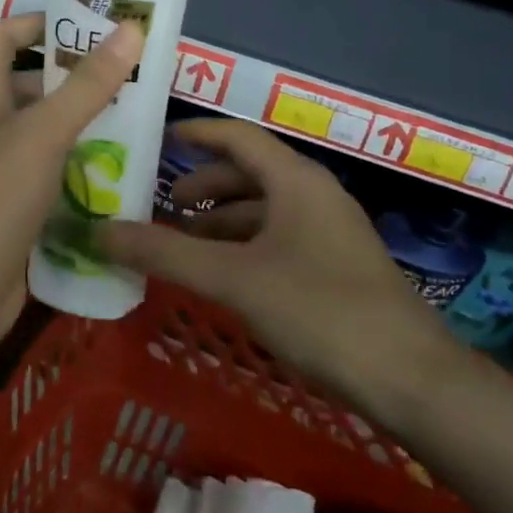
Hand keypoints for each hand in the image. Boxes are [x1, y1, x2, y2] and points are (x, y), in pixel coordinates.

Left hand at [0, 12, 144, 367]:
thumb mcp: (45, 132)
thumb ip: (88, 84)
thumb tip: (130, 29)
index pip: (2, 37)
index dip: (38, 23)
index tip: (85, 26)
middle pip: (28, 85)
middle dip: (74, 78)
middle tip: (127, 77)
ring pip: (43, 132)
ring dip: (82, 124)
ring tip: (133, 120)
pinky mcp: (12, 205)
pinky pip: (49, 172)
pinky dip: (77, 166)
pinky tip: (116, 172)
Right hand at [98, 119, 455, 402]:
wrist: (411, 379)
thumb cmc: (320, 310)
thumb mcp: (234, 279)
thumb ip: (166, 253)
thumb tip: (101, 231)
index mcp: (296, 180)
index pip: (238, 136)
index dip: (196, 133)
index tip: (157, 138)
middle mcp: (314, 195)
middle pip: (250, 173)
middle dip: (204, 185)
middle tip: (162, 205)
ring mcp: (330, 232)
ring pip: (264, 210)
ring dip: (222, 220)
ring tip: (183, 243)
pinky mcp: (336, 267)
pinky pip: (278, 239)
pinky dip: (243, 246)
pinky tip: (224, 276)